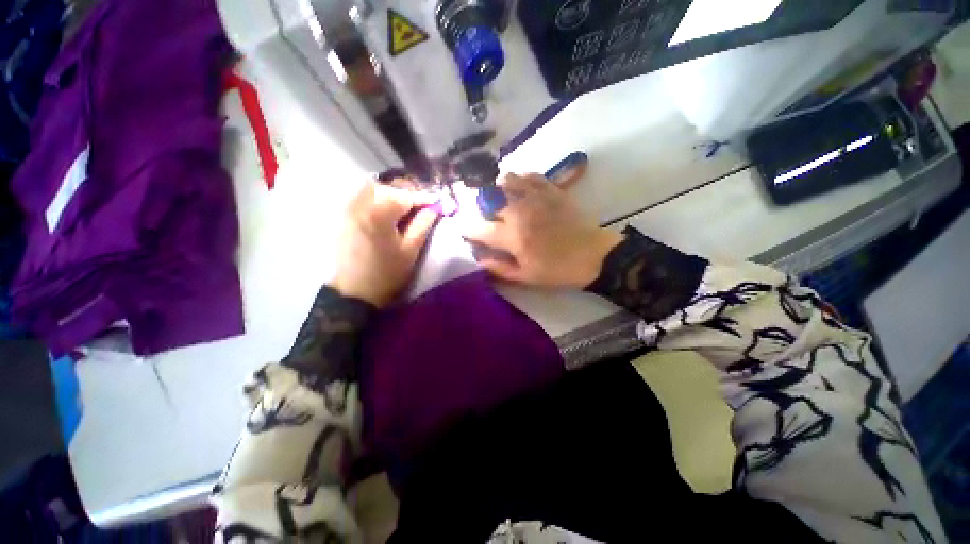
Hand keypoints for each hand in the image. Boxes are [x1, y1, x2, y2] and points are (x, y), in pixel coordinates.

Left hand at [330, 181, 439, 306]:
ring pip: (372, 189)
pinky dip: (377, 199)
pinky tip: (386, 212)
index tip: (437, 203)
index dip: (424, 199)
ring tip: (404, 209)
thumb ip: (423, 224)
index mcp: (379, 214)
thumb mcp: (411, 250)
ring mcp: (349, 209)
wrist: (354, 291)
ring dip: (391, 194)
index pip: (405, 196)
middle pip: (387, 188)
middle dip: (406, 193)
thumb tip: (434, 208)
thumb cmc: (387, 273)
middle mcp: (361, 205)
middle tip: (421, 206)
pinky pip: (361, 197)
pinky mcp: (344, 217)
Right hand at [462, 168, 622, 288]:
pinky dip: (520, 180)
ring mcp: (536, 197)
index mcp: (512, 236)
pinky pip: (529, 175)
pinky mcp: (551, 190)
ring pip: (506, 180)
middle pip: (488, 198)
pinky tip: (521, 190)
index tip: (466, 232)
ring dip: (498, 189)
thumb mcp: (526, 277)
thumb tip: (478, 256)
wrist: (593, 255)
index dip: (468, 230)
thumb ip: (498, 267)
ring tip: (501, 200)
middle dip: (481, 208)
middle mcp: (519, 211)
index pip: (479, 228)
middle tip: (486, 217)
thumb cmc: (557, 269)